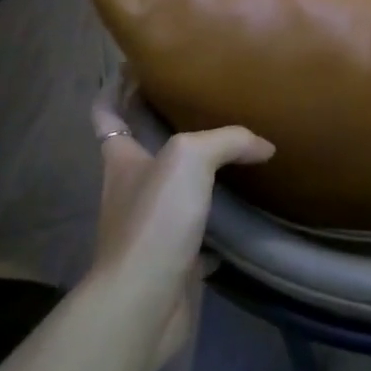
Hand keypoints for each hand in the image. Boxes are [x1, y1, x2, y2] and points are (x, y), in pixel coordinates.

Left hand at [91, 76, 273, 370]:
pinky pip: (198, 233)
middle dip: (168, 129)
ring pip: (174, 191)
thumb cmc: (156, 220)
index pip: (108, 114)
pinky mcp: (172, 259)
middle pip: (144, 151)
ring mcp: (150, 227)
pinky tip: (246, 214)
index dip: (116, 89)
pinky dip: (218, 224)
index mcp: (122, 160)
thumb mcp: (189, 158)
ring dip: (197, 176)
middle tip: (208, 107)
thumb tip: (263, 147)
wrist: (144, 301)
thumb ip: (227, 140)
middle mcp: (130, 190)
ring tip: (236, 155)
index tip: (138, 68)